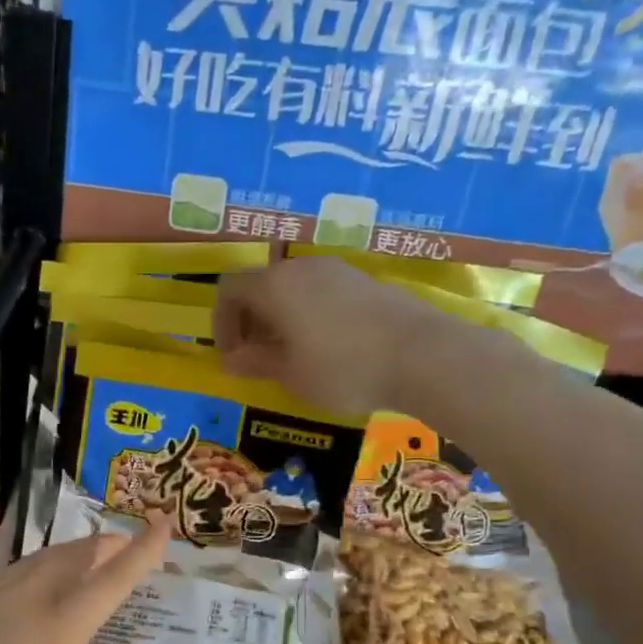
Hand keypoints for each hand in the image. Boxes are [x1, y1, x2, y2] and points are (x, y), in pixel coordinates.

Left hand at [0, 521, 167, 643]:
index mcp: (59, 627)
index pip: (112, 578)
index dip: (142, 550)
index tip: (162, 525)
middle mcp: (27, 597)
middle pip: (75, 555)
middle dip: (104, 544)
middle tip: (121, 543)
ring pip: (38, 559)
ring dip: (68, 552)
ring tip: (82, 558)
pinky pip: (6, 574)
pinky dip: (31, 571)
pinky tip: (27, 589)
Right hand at [214, 258, 442, 415]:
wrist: (421, 355)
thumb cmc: (342, 368)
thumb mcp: (291, 374)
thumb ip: (256, 363)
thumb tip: (232, 360)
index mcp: (274, 286)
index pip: (229, 289)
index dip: (221, 322)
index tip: (232, 355)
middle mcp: (301, 268)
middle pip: (261, 284)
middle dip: (251, 321)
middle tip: (258, 358)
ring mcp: (337, 271)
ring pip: (293, 288)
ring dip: (281, 318)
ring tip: (292, 355)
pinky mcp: (364, 281)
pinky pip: (321, 293)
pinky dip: (309, 315)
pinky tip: (328, 347)